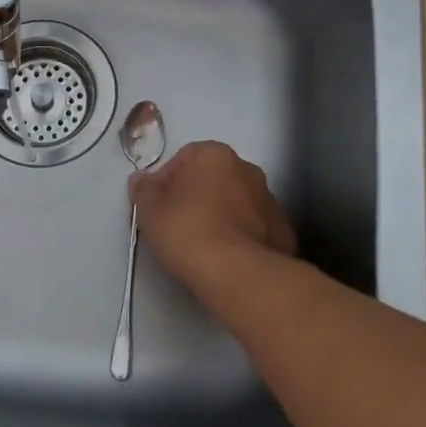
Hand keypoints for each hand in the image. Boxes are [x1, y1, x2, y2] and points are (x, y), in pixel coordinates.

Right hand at [131, 142, 296, 291]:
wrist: (236, 272)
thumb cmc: (186, 229)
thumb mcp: (149, 209)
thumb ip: (143, 189)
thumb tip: (141, 179)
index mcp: (214, 154)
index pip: (184, 158)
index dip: (167, 182)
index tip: (158, 207)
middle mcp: (247, 169)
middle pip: (214, 178)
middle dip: (197, 196)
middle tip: (179, 224)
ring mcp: (269, 200)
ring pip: (237, 202)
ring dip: (222, 215)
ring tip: (205, 245)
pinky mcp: (283, 231)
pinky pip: (254, 228)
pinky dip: (242, 237)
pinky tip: (228, 258)